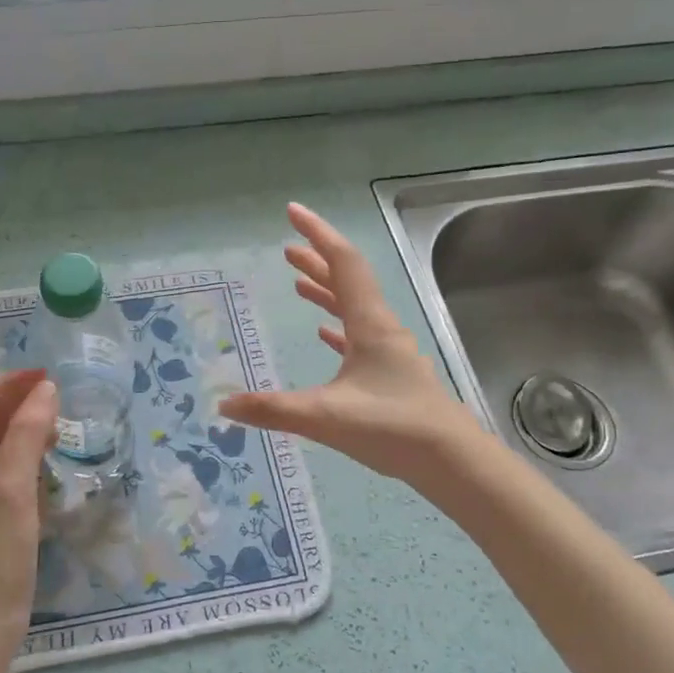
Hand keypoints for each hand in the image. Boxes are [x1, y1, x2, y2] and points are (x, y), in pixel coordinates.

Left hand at [0, 368, 58, 648]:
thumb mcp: (11, 486)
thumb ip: (27, 433)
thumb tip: (46, 388)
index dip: (6, 384)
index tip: (45, 377)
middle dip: (18, 403)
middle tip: (58, 401)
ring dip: (26, 428)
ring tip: (61, 427)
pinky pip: (10, 471)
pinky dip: (30, 457)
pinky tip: (53, 463)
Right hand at [220, 203, 479, 487]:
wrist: (450, 461)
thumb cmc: (391, 428)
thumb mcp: (325, 417)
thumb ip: (272, 410)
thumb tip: (223, 404)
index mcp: (369, 324)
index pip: (342, 263)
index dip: (317, 234)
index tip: (293, 212)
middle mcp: (381, 329)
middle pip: (347, 281)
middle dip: (317, 260)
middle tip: (287, 248)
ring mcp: (389, 352)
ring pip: (354, 309)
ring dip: (326, 291)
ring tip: (298, 282)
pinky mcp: (391, 376)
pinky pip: (359, 338)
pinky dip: (338, 328)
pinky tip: (325, 334)